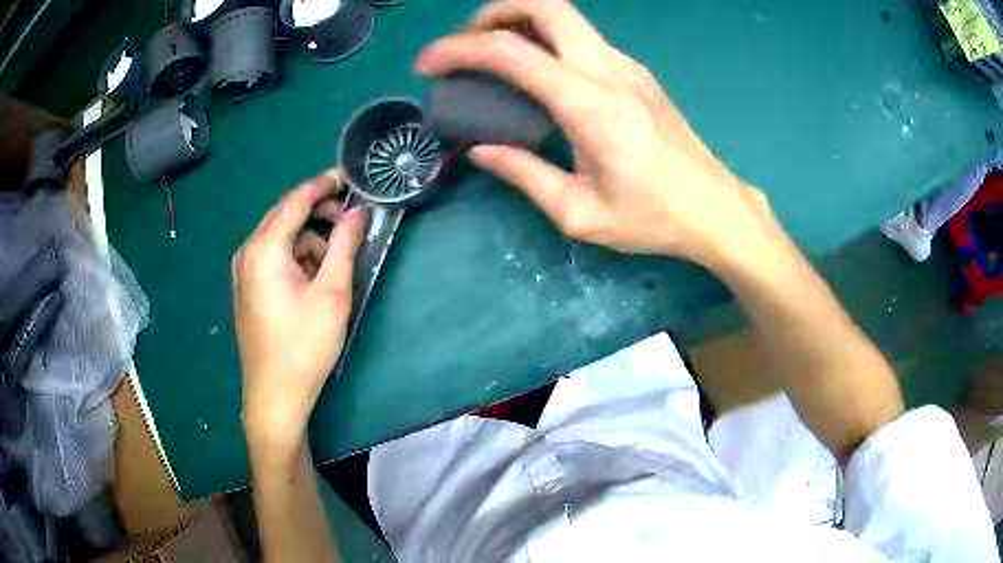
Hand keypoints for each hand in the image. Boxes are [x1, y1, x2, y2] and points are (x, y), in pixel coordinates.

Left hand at [233, 170, 366, 455]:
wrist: (274, 395)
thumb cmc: (304, 345)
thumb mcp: (332, 293)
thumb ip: (344, 245)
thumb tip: (358, 212)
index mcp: (264, 248)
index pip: (296, 200)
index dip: (325, 184)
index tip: (351, 178)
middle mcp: (248, 252)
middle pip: (286, 215)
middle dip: (319, 213)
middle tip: (351, 223)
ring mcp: (243, 271)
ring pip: (281, 238)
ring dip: (309, 241)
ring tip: (333, 268)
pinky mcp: (247, 288)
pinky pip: (274, 257)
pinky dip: (296, 258)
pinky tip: (313, 283)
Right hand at [415, 0, 774, 267]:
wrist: (713, 207)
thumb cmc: (652, 218)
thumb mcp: (579, 212)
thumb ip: (524, 174)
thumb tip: (480, 151)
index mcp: (587, 102)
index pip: (509, 51)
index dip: (457, 50)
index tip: (427, 64)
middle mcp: (606, 68)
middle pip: (545, 4)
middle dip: (494, 12)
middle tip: (467, 44)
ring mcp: (625, 65)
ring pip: (565, 15)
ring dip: (520, 21)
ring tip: (493, 53)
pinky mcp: (635, 72)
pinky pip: (581, 37)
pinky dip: (545, 37)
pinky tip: (536, 71)